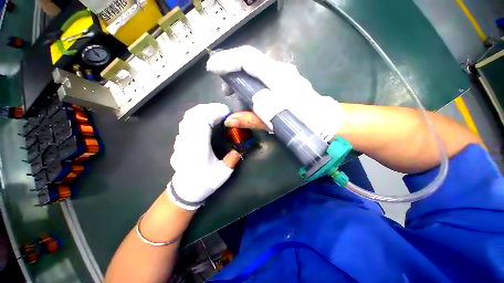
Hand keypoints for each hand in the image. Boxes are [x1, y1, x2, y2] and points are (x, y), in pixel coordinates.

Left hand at [168, 103, 240, 209]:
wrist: (186, 189)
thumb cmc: (204, 181)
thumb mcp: (221, 175)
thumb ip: (231, 160)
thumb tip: (239, 149)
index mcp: (197, 147)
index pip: (202, 122)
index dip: (214, 113)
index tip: (226, 112)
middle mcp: (187, 140)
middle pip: (194, 114)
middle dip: (210, 108)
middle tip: (224, 111)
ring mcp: (182, 138)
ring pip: (188, 116)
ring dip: (203, 110)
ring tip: (216, 112)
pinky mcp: (181, 139)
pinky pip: (187, 121)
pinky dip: (197, 115)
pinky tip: (206, 118)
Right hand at [206, 45, 343, 141]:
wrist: (324, 121)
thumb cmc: (301, 122)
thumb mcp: (274, 122)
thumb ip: (250, 119)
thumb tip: (228, 120)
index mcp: (277, 78)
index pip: (248, 58)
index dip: (227, 60)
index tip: (212, 69)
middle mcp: (281, 70)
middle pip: (251, 61)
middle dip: (232, 70)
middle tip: (225, 89)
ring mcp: (285, 73)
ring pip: (257, 68)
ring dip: (242, 77)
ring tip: (234, 92)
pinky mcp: (286, 79)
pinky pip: (264, 74)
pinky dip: (252, 81)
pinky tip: (250, 93)